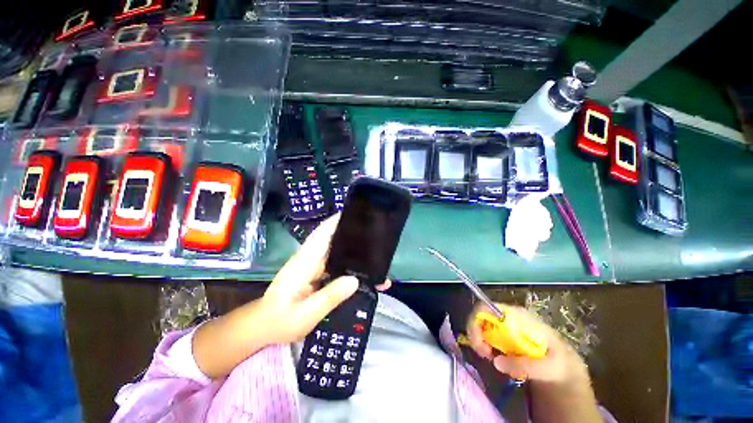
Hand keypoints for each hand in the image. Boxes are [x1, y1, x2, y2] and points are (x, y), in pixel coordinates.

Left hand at [260, 214, 390, 344]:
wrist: (262, 328)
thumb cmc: (279, 322)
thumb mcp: (306, 314)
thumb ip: (330, 296)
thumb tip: (355, 280)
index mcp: (304, 262)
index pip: (321, 234)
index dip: (335, 221)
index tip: (353, 213)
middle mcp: (308, 259)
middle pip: (330, 238)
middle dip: (348, 232)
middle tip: (372, 231)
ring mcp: (311, 266)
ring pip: (333, 249)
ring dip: (348, 245)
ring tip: (372, 246)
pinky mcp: (313, 273)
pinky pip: (333, 262)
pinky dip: (345, 260)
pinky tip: (359, 266)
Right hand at [466, 302, 588, 383]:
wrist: (563, 364)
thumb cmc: (559, 362)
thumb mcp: (549, 367)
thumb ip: (526, 365)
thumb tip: (496, 361)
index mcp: (518, 316)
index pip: (487, 307)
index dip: (477, 321)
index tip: (480, 343)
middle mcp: (508, 315)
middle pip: (480, 314)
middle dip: (476, 332)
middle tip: (483, 354)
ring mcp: (504, 322)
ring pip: (480, 323)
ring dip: (478, 339)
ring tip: (488, 356)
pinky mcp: (502, 331)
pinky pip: (485, 332)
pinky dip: (483, 343)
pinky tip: (491, 354)